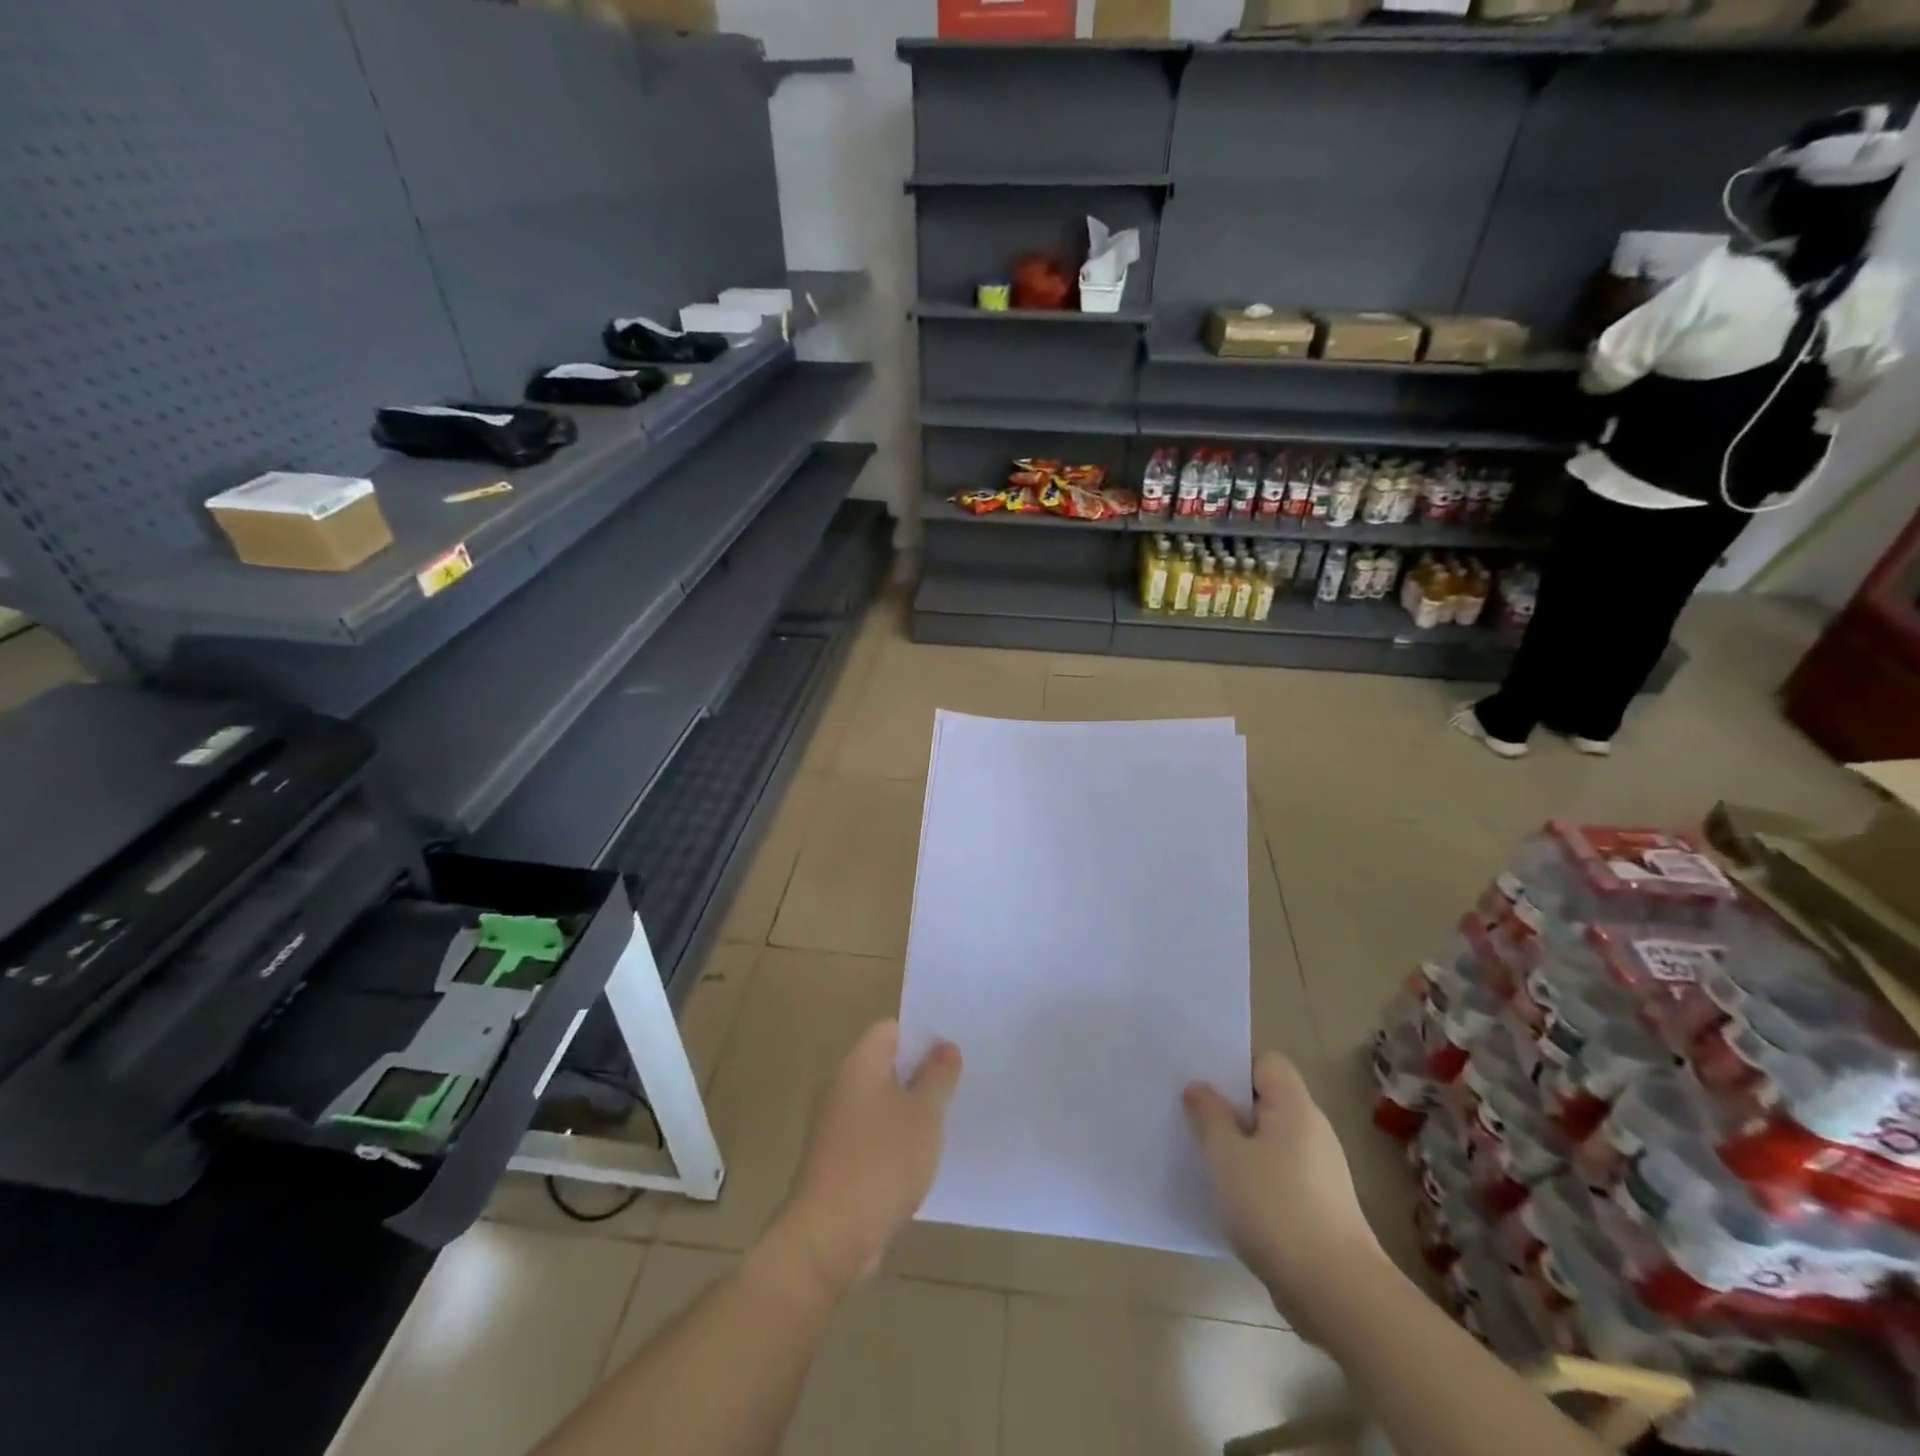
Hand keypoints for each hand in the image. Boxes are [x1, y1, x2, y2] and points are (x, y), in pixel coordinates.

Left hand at [764, 1020, 961, 1300]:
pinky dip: (893, 1140)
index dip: (921, 1034)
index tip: (952, 1050)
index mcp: (859, 1063)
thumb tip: (945, 1047)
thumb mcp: (925, 1116)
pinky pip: (870, 1134)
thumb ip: (938, 1077)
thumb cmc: (882, 1162)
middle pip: (884, 1064)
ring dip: (907, 1109)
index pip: (890, 1029)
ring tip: (945, 1120)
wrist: (829, 1236)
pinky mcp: (835, 1159)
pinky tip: (919, 1159)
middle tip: (956, 1083)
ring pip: (879, 1102)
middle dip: (918, 1073)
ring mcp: (834, 1124)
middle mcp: (841, 1085)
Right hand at [1185, 1051, 1387, 1332]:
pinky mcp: (1321, 1206)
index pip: (1266, 1062)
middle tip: (1192, 1115)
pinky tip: (1230, 1197)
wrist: (1338, 1293)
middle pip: (1267, 1100)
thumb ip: (1209, 1117)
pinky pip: (1280, 1173)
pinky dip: (1255, 1177)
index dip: (1234, 1065)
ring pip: (1271, 1140)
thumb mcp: (1226, 1157)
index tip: (1202, 1082)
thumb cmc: (1276, 1209)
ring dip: (1240, 1145)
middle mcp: (1313, 1130)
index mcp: (1294, 1107)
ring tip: (1203, 1156)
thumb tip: (1199, 1087)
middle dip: (1230, 1106)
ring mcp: (1321, 1170)